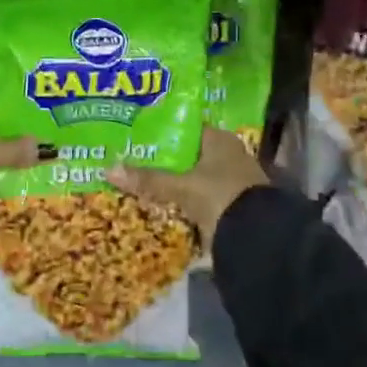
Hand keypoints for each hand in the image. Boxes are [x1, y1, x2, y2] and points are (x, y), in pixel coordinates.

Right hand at [108, 127, 269, 243]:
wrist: (257, 238)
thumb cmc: (220, 196)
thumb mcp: (181, 187)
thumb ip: (148, 179)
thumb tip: (108, 169)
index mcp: (220, 140)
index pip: (185, 128)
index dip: (162, 132)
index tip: (136, 137)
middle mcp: (229, 155)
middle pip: (188, 155)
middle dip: (164, 161)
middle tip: (133, 161)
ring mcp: (232, 181)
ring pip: (194, 177)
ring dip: (174, 183)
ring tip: (141, 183)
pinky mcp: (231, 205)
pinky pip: (199, 198)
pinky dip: (184, 202)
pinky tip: (162, 205)